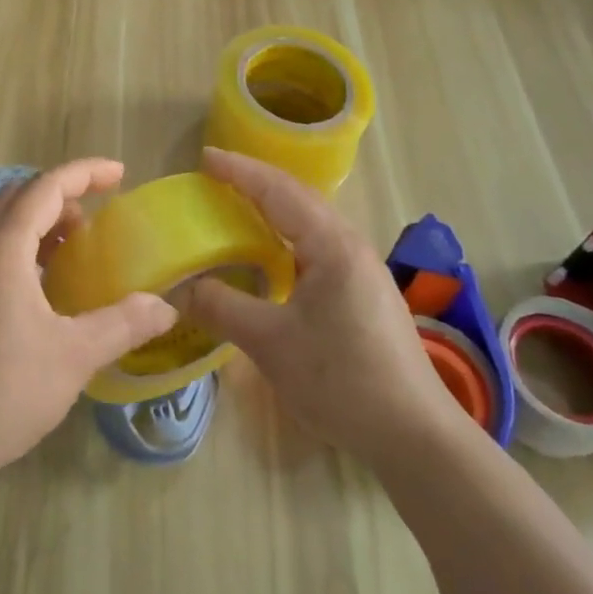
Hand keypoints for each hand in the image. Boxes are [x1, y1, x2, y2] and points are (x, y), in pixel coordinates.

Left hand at [0, 158, 176, 487]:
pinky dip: (24, 248)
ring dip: (40, 222)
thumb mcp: (73, 356)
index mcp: (1, 248)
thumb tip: (165, 307)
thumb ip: (123, 324)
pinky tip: (46, 287)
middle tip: (99, 213)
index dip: (85, 173)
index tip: (121, 174)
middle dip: (61, 195)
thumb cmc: (1, 389)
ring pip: (1, 225)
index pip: (45, 187)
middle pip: (18, 197)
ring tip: (77, 246)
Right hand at [189, 147, 471, 466]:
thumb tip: (178, 288)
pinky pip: (317, 248)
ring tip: (236, 209)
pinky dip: (286, 239)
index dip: (239, 172)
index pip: (278, 191)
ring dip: (272, 210)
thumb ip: (222, 308)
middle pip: (298, 199)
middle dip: (255, 183)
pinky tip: (270, 257)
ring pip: (310, 224)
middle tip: (214, 179)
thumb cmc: (341, 380)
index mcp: (331, 245)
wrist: (414, 435)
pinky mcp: (363, 294)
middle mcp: (350, 246)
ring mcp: (362, 270)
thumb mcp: (271, 343)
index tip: (204, 159)